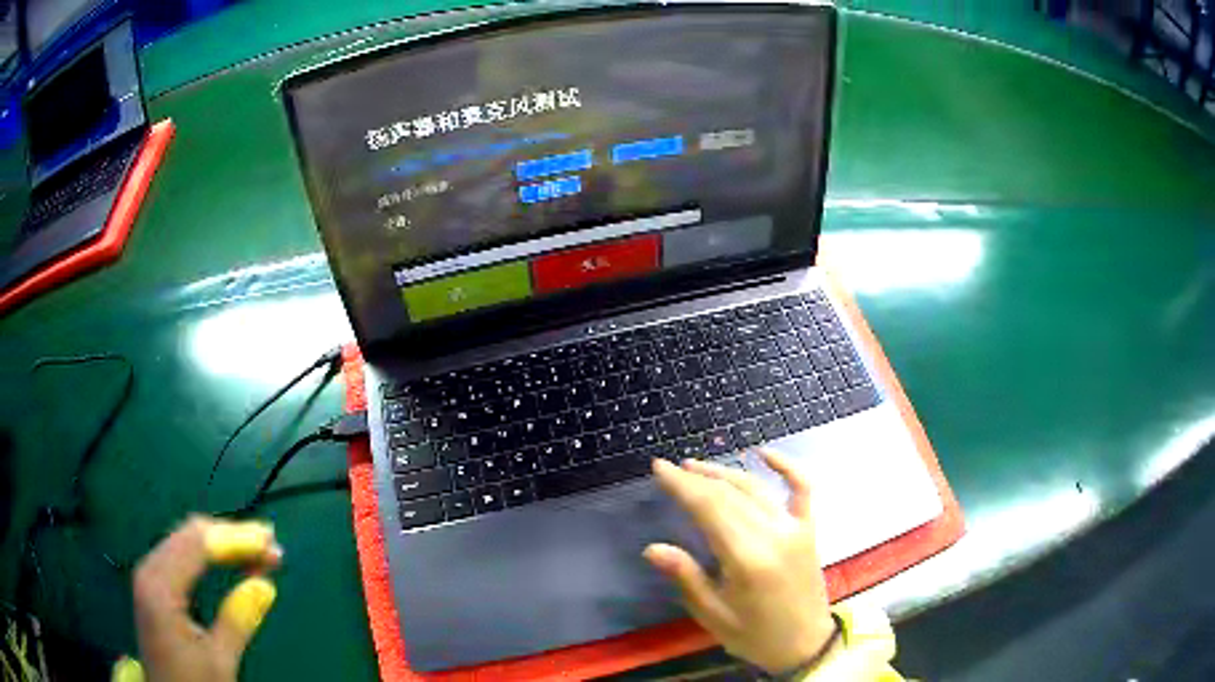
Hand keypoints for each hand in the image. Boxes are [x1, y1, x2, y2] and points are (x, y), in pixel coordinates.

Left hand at [132, 516, 281, 681]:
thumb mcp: (219, 660)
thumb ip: (238, 619)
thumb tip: (266, 584)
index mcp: (161, 586)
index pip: (199, 545)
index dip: (236, 539)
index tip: (271, 542)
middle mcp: (149, 569)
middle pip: (190, 535)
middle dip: (230, 536)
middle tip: (269, 545)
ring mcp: (148, 575)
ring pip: (185, 541)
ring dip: (220, 543)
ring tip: (255, 551)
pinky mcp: (152, 585)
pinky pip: (180, 554)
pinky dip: (206, 555)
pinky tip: (226, 562)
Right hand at [644, 449, 834, 673]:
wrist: (804, 644)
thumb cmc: (754, 635)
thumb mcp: (713, 615)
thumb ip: (686, 577)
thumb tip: (653, 548)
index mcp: (746, 559)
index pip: (709, 509)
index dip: (682, 486)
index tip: (659, 468)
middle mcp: (773, 535)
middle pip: (729, 494)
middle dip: (697, 477)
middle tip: (671, 467)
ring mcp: (795, 528)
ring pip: (756, 488)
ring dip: (726, 472)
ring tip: (697, 466)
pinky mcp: (809, 529)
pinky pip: (802, 489)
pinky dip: (787, 467)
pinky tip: (765, 453)